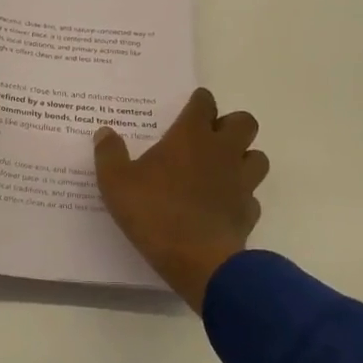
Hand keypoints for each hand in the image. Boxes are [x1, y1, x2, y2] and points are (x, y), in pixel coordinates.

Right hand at [94, 88, 268, 311]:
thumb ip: (109, 154)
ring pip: (257, 157)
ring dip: (244, 158)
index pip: (204, 104)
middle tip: (209, 137)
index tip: (191, 106)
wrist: (197, 260)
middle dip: (230, 125)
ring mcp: (241, 181)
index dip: (199, 101)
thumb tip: (105, 132)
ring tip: (222, 169)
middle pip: (244, 122)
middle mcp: (222, 151)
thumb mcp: (116, 183)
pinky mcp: (249, 211)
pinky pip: (251, 196)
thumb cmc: (154, 213)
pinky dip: (241, 196)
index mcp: (191, 137)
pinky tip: (223, 206)